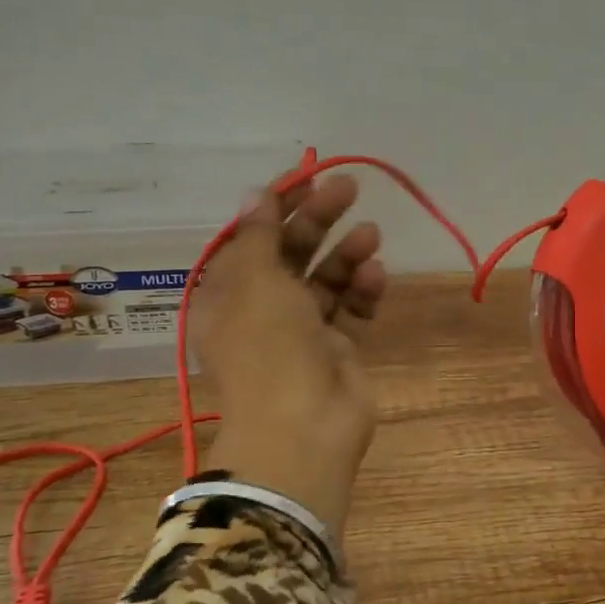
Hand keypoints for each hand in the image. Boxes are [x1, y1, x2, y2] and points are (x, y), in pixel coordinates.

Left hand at [190, 174, 386, 530]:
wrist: (303, 428)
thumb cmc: (268, 346)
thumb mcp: (255, 280)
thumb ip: (259, 234)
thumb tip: (255, 193)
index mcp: (229, 291)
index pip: (252, 235)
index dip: (277, 203)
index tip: (307, 176)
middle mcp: (262, 307)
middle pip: (291, 250)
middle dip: (318, 218)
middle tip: (349, 188)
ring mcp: (302, 329)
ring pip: (325, 278)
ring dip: (346, 252)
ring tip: (370, 234)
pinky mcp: (337, 347)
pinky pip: (350, 308)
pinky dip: (362, 289)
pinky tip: (375, 275)